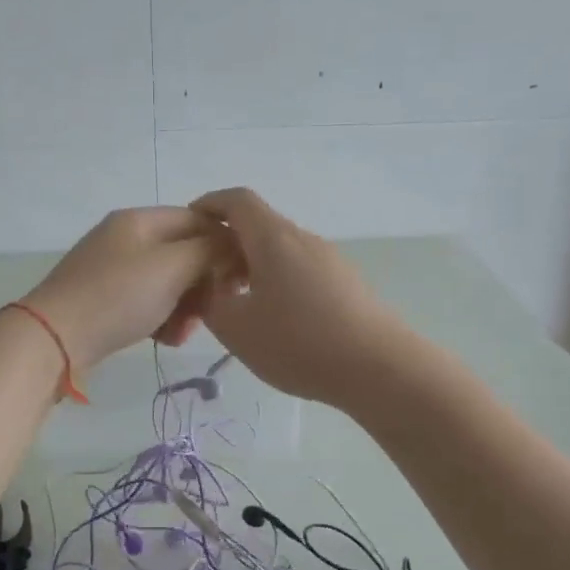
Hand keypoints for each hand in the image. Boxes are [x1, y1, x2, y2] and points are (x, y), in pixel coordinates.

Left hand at [22, 208, 219, 372]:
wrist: (54, 338)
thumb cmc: (119, 296)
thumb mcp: (173, 266)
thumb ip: (210, 250)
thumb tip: (232, 245)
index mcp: (141, 220)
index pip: (199, 220)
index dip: (225, 245)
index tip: (240, 279)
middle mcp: (126, 238)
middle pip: (184, 254)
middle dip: (203, 284)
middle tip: (210, 312)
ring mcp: (112, 270)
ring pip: (168, 283)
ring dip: (185, 307)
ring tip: (183, 333)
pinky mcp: (105, 300)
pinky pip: (147, 303)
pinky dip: (161, 319)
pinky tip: (164, 340)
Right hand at [188, 188, 403, 406]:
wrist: (379, 368)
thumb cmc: (299, 343)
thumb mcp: (237, 329)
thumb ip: (210, 302)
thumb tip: (209, 286)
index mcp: (273, 239)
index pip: (236, 201)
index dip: (209, 205)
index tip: (190, 225)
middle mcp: (303, 239)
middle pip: (259, 227)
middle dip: (227, 247)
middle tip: (206, 282)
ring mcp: (330, 261)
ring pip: (281, 252)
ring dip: (253, 268)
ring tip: (238, 307)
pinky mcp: (347, 284)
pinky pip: (301, 271)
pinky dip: (277, 283)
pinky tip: (276, 322)